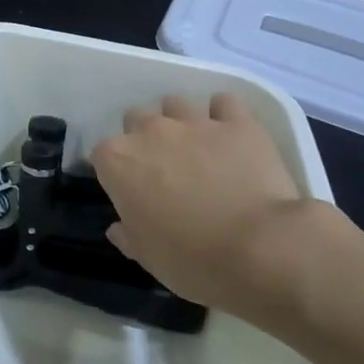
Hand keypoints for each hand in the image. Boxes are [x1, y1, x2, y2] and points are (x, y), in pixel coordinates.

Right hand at [90, 94, 323, 320]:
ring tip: (197, 148)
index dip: (115, 172)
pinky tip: (230, 134)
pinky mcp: (237, 123)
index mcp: (118, 162)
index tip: (129, 191)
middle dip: (144, 138)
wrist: (261, 249)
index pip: (102, 155)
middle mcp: (150, 132)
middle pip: (135, 119)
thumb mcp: (148, 257)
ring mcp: (194, 123)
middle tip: (163, 168)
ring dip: (180, 122)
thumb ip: (128, 235)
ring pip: (175, 104)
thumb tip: (119, 227)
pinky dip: (224, 115)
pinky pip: (224, 103)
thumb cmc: (193, 260)